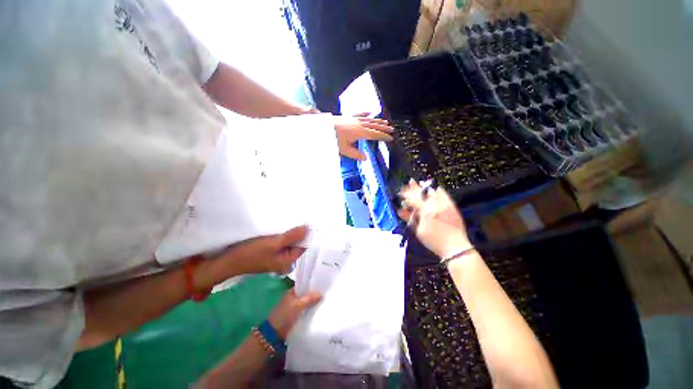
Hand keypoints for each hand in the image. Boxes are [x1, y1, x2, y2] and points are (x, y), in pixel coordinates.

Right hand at [196, 226, 307, 287]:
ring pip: (288, 241)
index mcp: (288, 260)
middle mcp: (284, 259)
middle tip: (304, 217)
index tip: (311, 221)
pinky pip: (280, 241)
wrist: (225, 261)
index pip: (304, 245)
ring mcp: (276, 255)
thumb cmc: (250, 254)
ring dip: (290, 231)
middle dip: (299, 231)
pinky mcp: (268, 251)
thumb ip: (292, 237)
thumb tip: (309, 229)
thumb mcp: (273, 244)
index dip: (308, 234)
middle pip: (296, 243)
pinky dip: (282, 233)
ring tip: (295, 218)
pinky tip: (282, 224)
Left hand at [269, 288, 321, 338]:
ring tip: (326, 301)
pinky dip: (311, 311)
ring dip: (314, 303)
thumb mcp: (298, 305)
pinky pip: (306, 311)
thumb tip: (321, 293)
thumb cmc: (284, 316)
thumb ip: (309, 299)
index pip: (304, 285)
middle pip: (306, 294)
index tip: (323, 284)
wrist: (274, 334)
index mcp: (292, 292)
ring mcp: (294, 308)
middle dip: (315, 294)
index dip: (312, 285)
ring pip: (307, 303)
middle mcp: (293, 298)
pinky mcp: (296, 317)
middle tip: (327, 293)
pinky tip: (320, 311)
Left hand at [334, 114, 392, 159]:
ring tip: (386, 122)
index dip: (383, 136)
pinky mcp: (349, 117)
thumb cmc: (333, 139)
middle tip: (392, 129)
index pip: (375, 135)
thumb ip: (355, 154)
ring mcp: (354, 119)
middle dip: (384, 128)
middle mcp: (359, 124)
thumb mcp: (344, 149)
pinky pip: (360, 114)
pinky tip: (370, 112)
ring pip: (369, 119)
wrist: (324, 126)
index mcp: (360, 133)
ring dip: (378, 121)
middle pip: (374, 126)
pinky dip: (366, 113)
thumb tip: (366, 158)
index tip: (390, 138)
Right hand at [400, 180, 470, 258]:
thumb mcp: (419, 231)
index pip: (413, 199)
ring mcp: (445, 205)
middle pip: (422, 193)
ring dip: (426, 188)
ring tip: (420, 182)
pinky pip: (446, 196)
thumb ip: (411, 219)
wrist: (455, 247)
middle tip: (410, 182)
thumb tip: (402, 210)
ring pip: (434, 192)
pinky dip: (440, 191)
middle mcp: (435, 205)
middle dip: (414, 187)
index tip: (401, 192)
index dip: (406, 195)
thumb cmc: (434, 241)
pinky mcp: (452, 207)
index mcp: (425, 212)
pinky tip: (436, 188)